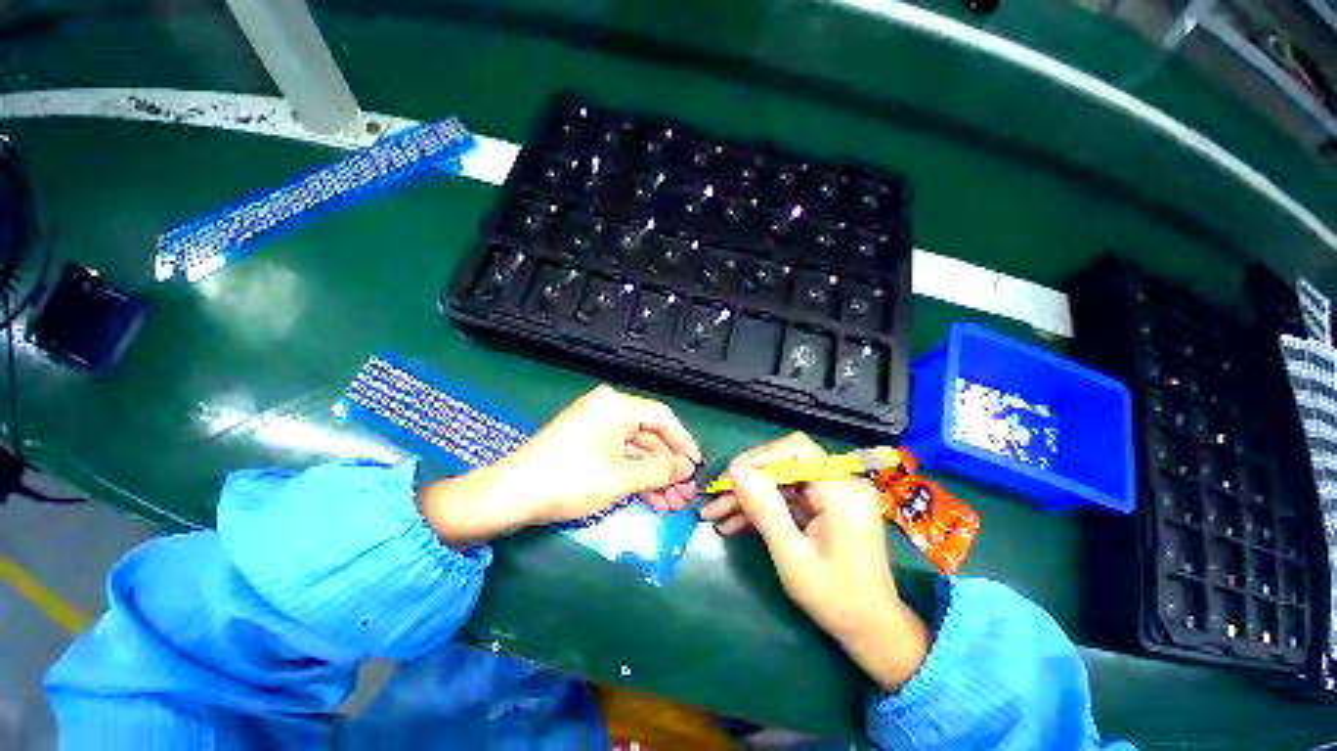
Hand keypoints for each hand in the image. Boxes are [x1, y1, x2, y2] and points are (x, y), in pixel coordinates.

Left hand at [419, 385, 701, 545]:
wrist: (512, 495)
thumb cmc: (571, 479)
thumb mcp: (622, 477)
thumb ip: (661, 471)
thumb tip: (687, 468)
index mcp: (616, 405)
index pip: (662, 417)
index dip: (683, 442)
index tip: (697, 466)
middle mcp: (607, 409)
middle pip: (649, 435)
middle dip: (668, 467)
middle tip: (684, 493)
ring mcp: (595, 427)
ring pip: (635, 450)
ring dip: (653, 477)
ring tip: (671, 504)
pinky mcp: (586, 444)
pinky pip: (619, 457)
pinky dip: (634, 477)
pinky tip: (650, 499)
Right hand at [699, 433, 928, 691]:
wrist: (872, 628)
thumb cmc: (835, 598)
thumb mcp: (792, 556)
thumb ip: (765, 509)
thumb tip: (735, 470)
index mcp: (841, 491)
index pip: (794, 451)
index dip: (757, 460)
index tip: (726, 479)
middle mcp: (841, 482)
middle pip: (785, 461)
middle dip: (748, 479)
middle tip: (716, 496)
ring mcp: (834, 492)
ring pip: (781, 479)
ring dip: (749, 495)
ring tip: (716, 512)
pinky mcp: (826, 503)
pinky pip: (789, 494)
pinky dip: (763, 506)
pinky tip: (735, 521)